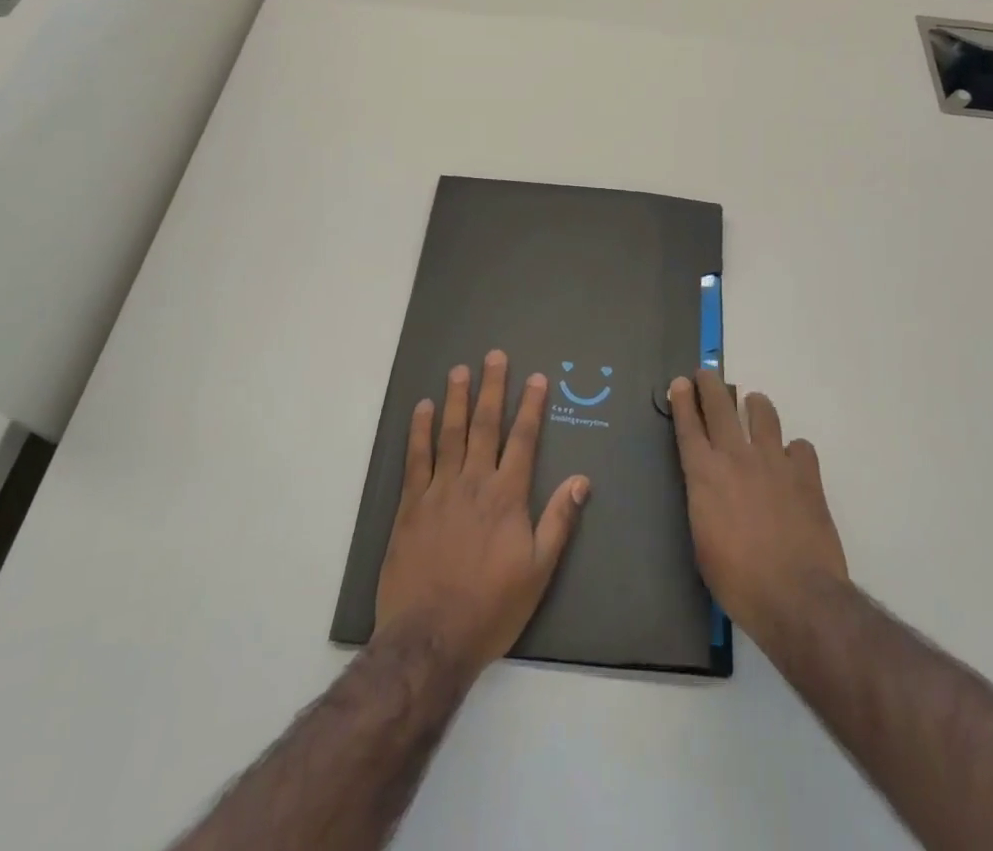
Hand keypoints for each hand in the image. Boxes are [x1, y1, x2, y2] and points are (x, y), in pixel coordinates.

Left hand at [376, 350, 589, 676]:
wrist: (430, 638)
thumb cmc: (491, 606)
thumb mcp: (539, 570)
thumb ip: (559, 520)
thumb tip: (582, 480)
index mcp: (508, 496)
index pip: (524, 439)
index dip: (532, 406)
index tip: (537, 378)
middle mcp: (474, 482)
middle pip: (486, 425)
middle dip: (492, 388)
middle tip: (495, 356)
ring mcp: (439, 490)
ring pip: (450, 433)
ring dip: (456, 399)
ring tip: (460, 370)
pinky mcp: (410, 505)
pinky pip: (416, 458)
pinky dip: (420, 431)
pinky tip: (422, 409)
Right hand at [669, 371, 847, 648]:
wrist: (796, 596)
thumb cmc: (738, 581)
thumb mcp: (702, 543)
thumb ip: (704, 504)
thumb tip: (709, 490)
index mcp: (704, 475)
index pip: (688, 425)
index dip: (682, 400)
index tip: (680, 383)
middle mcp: (736, 457)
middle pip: (720, 406)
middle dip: (710, 385)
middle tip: (706, 374)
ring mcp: (774, 461)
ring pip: (763, 413)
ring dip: (756, 405)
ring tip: (754, 405)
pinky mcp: (806, 474)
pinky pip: (800, 446)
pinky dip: (794, 451)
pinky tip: (793, 462)